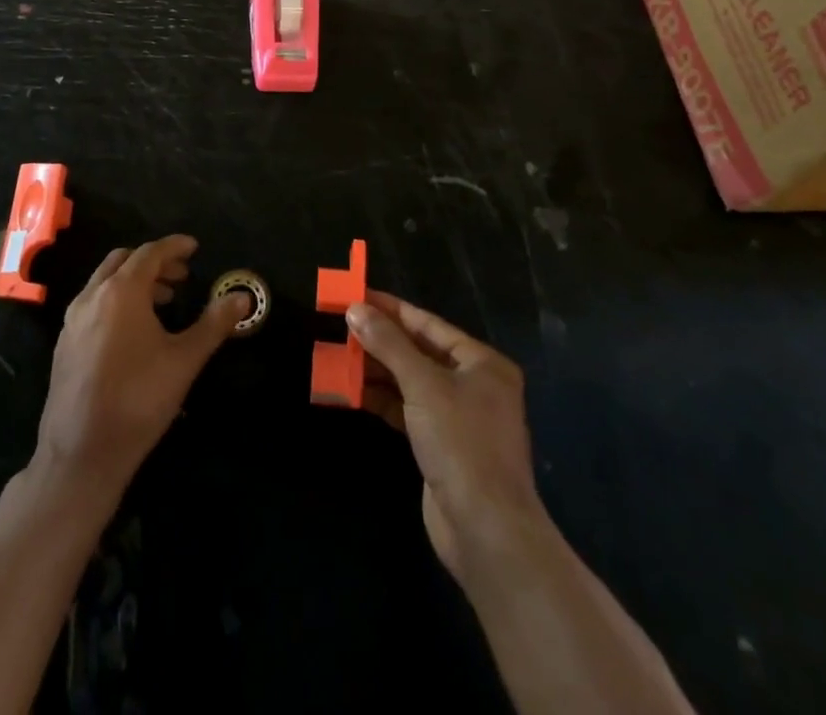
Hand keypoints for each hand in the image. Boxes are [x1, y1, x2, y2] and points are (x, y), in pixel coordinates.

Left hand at [34, 235, 247, 500]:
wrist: (81, 453)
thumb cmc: (138, 399)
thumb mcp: (184, 360)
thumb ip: (214, 323)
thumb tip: (243, 297)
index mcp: (122, 291)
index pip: (150, 253)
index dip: (174, 246)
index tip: (194, 247)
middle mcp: (92, 296)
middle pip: (124, 260)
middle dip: (154, 262)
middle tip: (181, 276)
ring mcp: (72, 320)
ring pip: (104, 281)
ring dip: (134, 281)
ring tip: (163, 302)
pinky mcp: (64, 343)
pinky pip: (92, 304)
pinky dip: (115, 300)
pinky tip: (132, 331)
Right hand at [347, 292, 546, 585]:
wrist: (486, 530)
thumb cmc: (461, 443)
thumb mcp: (423, 385)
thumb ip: (388, 344)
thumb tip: (356, 309)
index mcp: (482, 363)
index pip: (428, 324)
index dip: (391, 309)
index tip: (356, 295)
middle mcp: (474, 385)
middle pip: (419, 351)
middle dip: (380, 340)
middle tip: (341, 325)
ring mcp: (458, 417)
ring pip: (410, 381)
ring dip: (377, 370)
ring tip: (339, 356)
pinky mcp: (441, 446)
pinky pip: (407, 410)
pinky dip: (382, 399)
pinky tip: (352, 391)